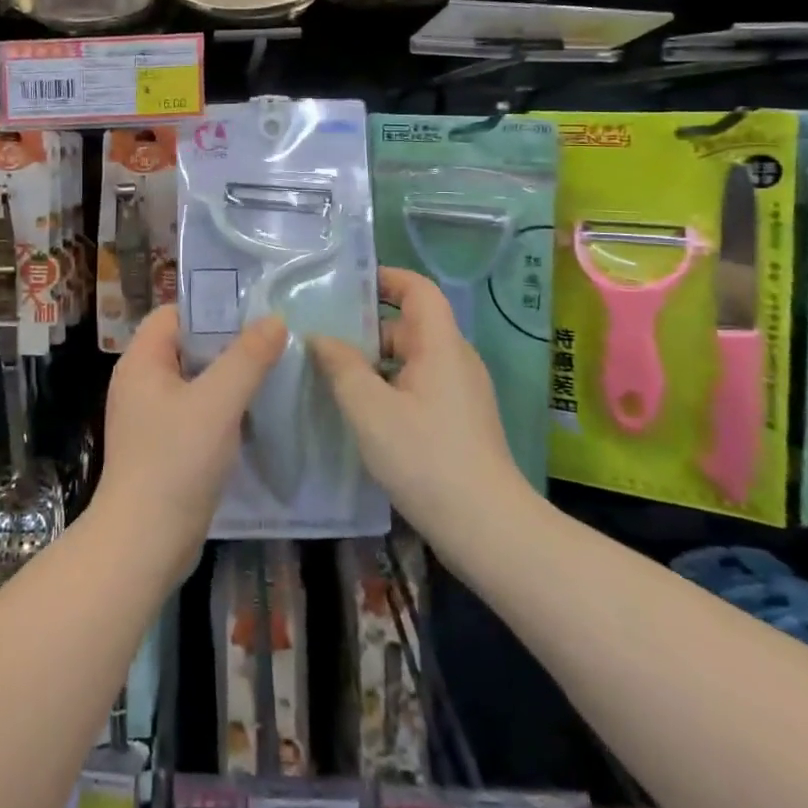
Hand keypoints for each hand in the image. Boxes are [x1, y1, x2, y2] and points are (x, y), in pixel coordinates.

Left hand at [94, 308, 286, 568]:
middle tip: (270, 344)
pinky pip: (194, 412)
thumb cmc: (176, 461)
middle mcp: (139, 383)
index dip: (210, 309)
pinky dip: (220, 410)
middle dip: (226, 344)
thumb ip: (248, 358)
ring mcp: (148, 417)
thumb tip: (274, 320)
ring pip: (193, 382)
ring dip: (227, 379)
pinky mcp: (161, 447)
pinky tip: (251, 418)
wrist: (143, 543)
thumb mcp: (218, 402)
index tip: (253, 315)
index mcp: (141, 362)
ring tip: (269, 376)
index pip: (174, 315)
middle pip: (186, 346)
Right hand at [309, 268, 537, 560]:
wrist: (488, 529)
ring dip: (374, 361)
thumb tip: (320, 338)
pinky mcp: (459, 421)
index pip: (418, 289)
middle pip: (410, 324)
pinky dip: (389, 385)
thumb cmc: (426, 458)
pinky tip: (360, 410)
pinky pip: (419, 385)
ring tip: (331, 373)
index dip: (385, 278)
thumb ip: (341, 367)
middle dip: (366, 326)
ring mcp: (461, 392)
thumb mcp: (370, 409)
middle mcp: (455, 360)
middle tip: (322, 336)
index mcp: (440, 345)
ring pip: (412, 358)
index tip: (345, 286)